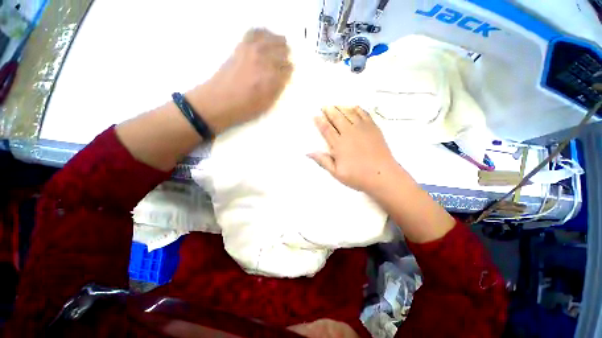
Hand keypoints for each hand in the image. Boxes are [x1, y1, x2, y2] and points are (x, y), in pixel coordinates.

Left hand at [186, 28, 292, 132]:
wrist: (219, 101)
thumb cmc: (245, 108)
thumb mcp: (267, 104)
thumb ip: (277, 89)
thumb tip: (283, 78)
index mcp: (272, 78)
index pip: (288, 69)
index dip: (288, 72)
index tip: (286, 76)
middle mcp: (264, 60)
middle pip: (283, 52)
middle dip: (285, 59)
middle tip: (283, 65)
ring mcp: (252, 50)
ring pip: (272, 39)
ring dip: (279, 44)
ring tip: (279, 49)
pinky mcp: (241, 46)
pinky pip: (255, 32)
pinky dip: (263, 33)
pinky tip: (266, 38)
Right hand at [309, 106, 398, 192]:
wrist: (383, 175)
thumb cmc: (357, 176)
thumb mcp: (336, 172)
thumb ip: (323, 161)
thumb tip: (309, 153)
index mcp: (339, 144)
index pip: (327, 129)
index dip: (320, 122)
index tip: (315, 116)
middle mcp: (349, 133)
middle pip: (337, 117)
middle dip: (329, 111)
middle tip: (324, 106)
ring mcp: (362, 129)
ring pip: (349, 113)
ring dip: (341, 108)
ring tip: (336, 105)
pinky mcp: (373, 128)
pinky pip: (364, 114)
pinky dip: (357, 109)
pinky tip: (354, 107)